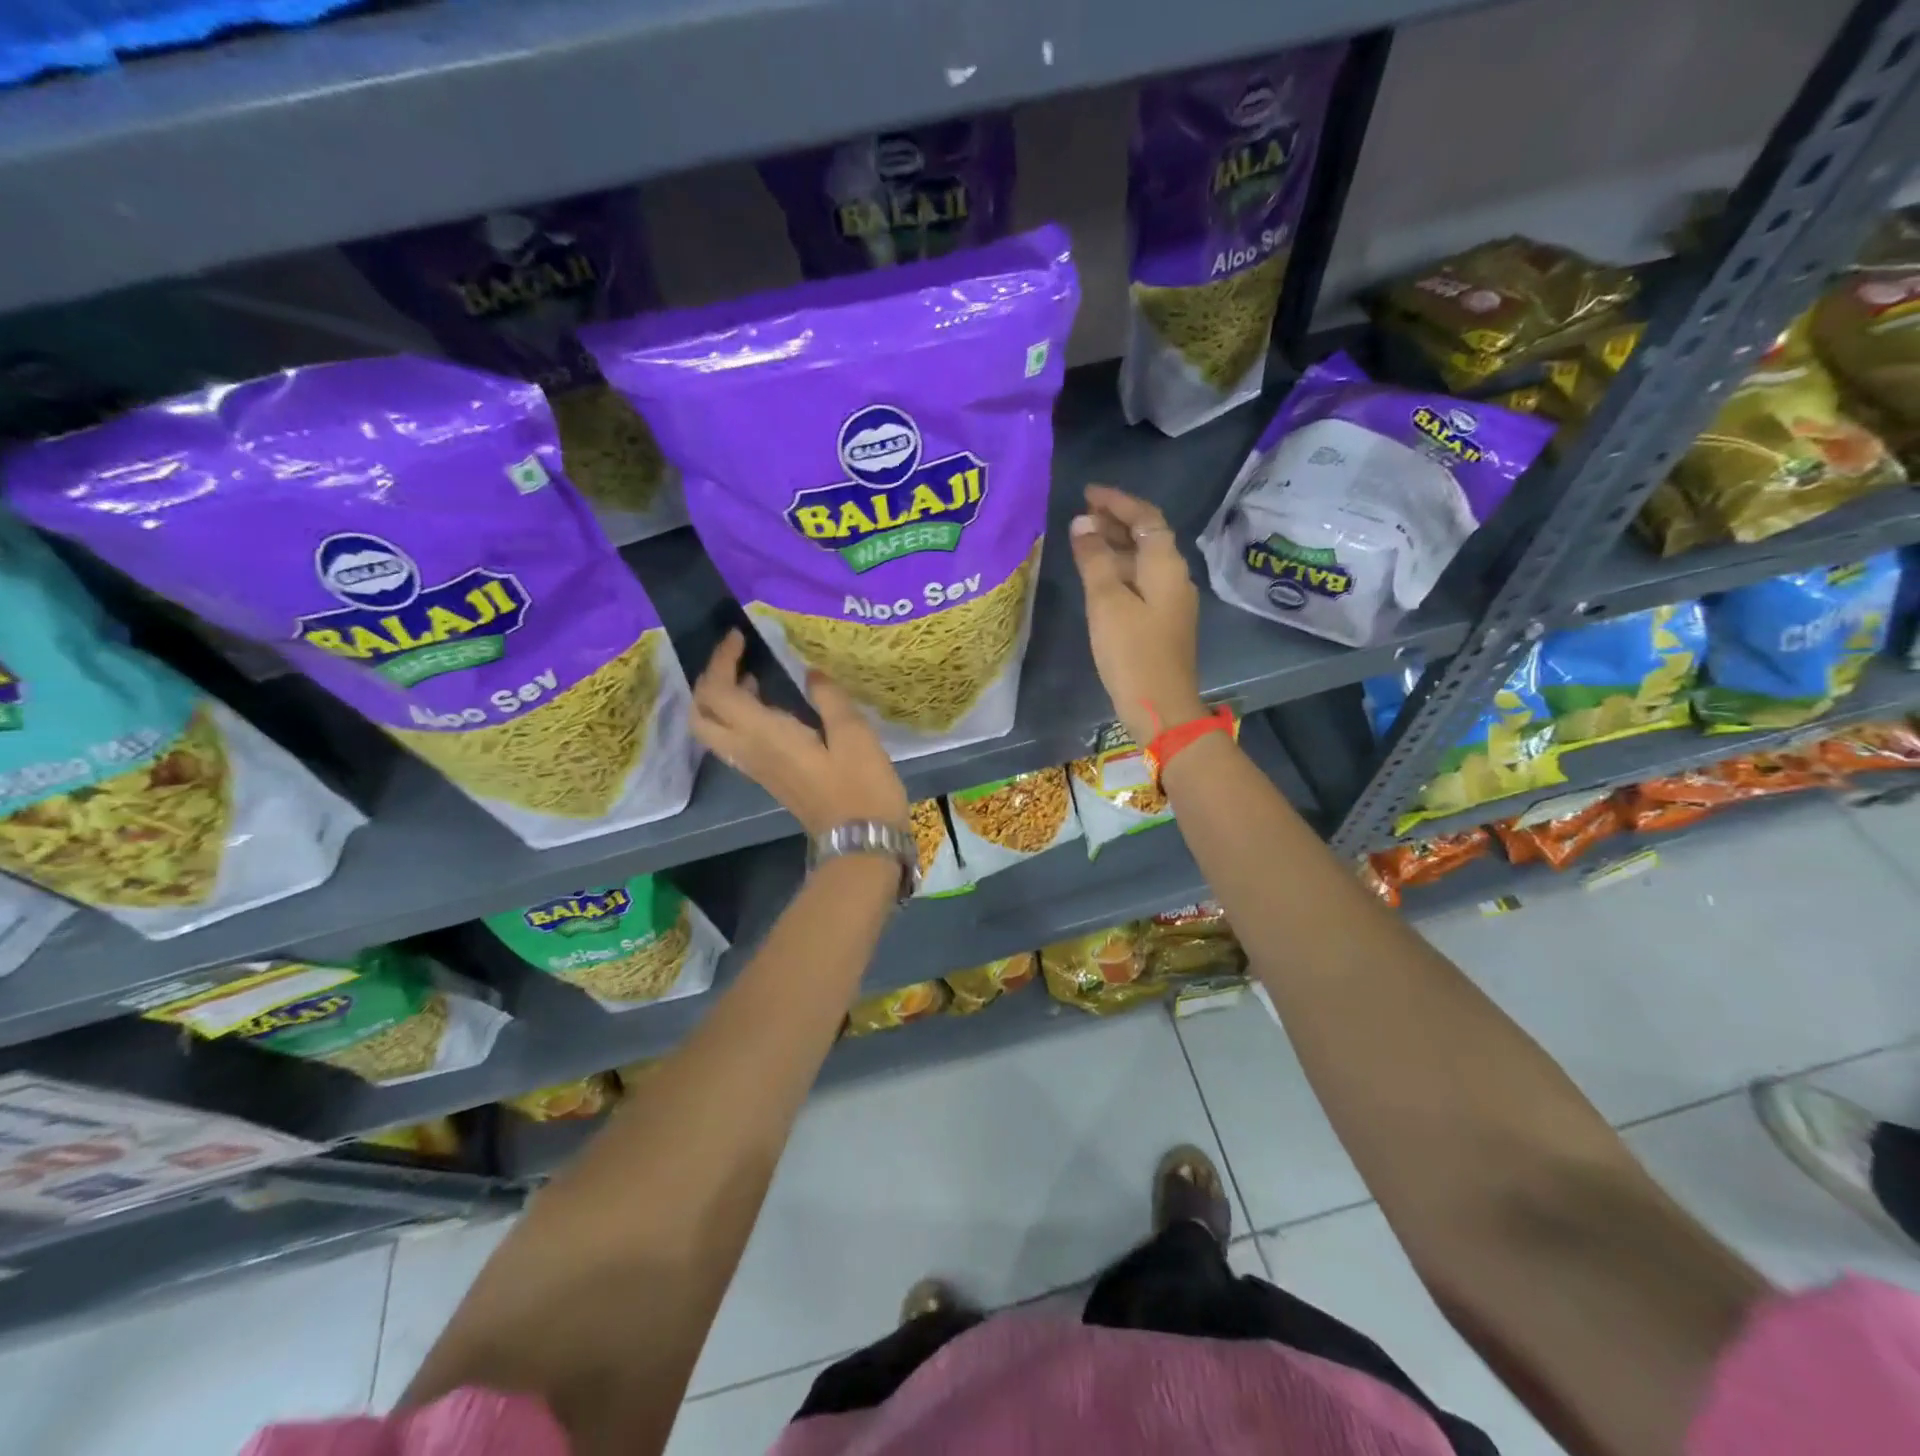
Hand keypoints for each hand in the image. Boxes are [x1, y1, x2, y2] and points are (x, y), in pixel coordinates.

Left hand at [692, 629, 909, 837]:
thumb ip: (829, 698)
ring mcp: (755, 767)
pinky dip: (736, 716)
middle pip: (700, 714)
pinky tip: (769, 705)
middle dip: (708, 681)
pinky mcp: (766, 777)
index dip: (721, 660)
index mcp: (764, 735)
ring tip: (753, 676)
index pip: (718, 692)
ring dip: (720, 699)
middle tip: (736, 659)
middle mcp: (748, 751)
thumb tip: (811, 673)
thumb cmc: (861, 786)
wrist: (860, 841)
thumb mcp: (854, 734)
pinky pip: (733, 741)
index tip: (740, 637)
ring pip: (712, 730)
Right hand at [1068, 484, 1204, 747]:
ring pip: (1143, 560)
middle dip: (1115, 521)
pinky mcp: (1163, 621)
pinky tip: (1097, 577)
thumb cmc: (1132, 653)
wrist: (1161, 707)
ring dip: (1116, 546)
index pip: (1145, 518)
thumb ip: (1094, 560)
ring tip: (1082, 541)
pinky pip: (1140, 582)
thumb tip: (1083, 524)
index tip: (1087, 493)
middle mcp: (1174, 576)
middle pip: (1147, 536)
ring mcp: (1171, 601)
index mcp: (1166, 565)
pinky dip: (1119, 570)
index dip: (1117, 502)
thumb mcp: (1106, 602)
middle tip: (1080, 514)